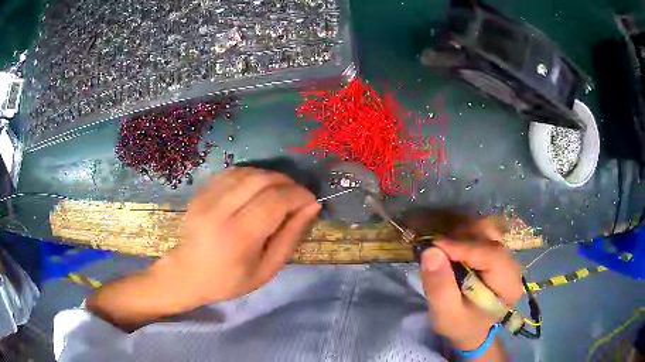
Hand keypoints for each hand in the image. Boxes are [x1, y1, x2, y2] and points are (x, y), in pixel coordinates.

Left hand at [155, 167, 320, 305]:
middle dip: (287, 182)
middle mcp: (221, 211)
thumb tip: (312, 207)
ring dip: (270, 177)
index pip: (276, 201)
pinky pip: (231, 173)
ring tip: (280, 190)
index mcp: (239, 236)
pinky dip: (250, 175)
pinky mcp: (200, 192)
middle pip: (262, 180)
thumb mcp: (267, 270)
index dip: (299, 195)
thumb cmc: (230, 280)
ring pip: (247, 172)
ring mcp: (207, 198)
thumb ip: (290, 237)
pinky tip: (257, 187)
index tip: (311, 201)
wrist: (188, 274)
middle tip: (298, 194)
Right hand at [419, 218, 522, 353]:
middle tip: (437, 248)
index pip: (491, 255)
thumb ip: (439, 287)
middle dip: (462, 238)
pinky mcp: (498, 253)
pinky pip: (484, 234)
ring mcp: (507, 256)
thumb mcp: (446, 314)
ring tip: (444, 248)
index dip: (463, 247)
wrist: (472, 329)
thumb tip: (430, 251)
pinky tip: (453, 248)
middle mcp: (513, 265)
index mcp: (508, 285)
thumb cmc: (460, 325)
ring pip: (488, 231)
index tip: (434, 245)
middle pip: (492, 237)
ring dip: (463, 234)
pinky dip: (466, 236)